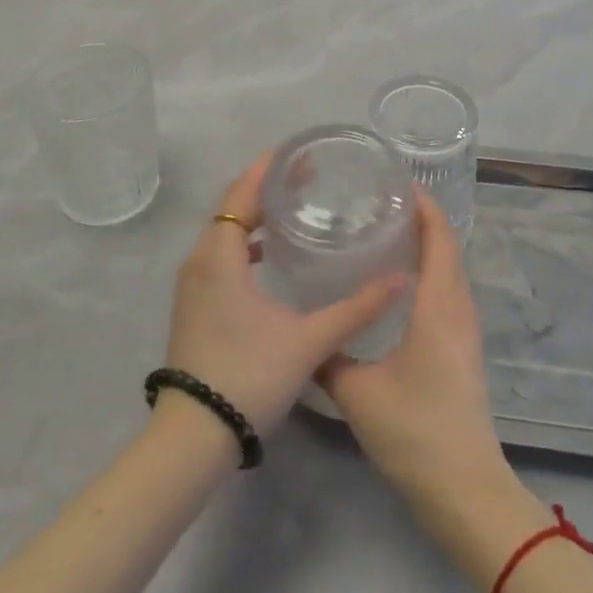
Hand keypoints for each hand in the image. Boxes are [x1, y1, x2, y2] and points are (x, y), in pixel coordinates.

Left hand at [164, 153, 406, 434]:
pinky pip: (219, 254)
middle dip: (265, 187)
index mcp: (220, 256)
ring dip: (253, 214)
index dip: (267, 170)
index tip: (298, 154)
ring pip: (223, 231)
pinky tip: (269, 253)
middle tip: (306, 176)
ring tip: (292, 207)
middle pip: (230, 206)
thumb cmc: (248, 377)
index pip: (240, 194)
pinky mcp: (194, 304)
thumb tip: (399, 280)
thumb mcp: (308, 341)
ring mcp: (192, 284)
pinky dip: (243, 242)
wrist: (194, 438)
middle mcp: (200, 260)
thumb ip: (355, 309)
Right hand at [316, 202, 512, 513]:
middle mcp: (458, 308)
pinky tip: (398, 287)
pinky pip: (449, 294)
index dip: (423, 205)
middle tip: (379, 205)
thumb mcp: (358, 392)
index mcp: (439, 304)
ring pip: (449, 272)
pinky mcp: (463, 351)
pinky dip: (429, 275)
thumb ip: (328, 358)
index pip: (440, 237)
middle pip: (448, 248)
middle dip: (420, 220)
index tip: (395, 182)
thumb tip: (302, 337)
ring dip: (427, 247)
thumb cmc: (414, 430)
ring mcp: (465, 331)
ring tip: (385, 235)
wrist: (464, 490)